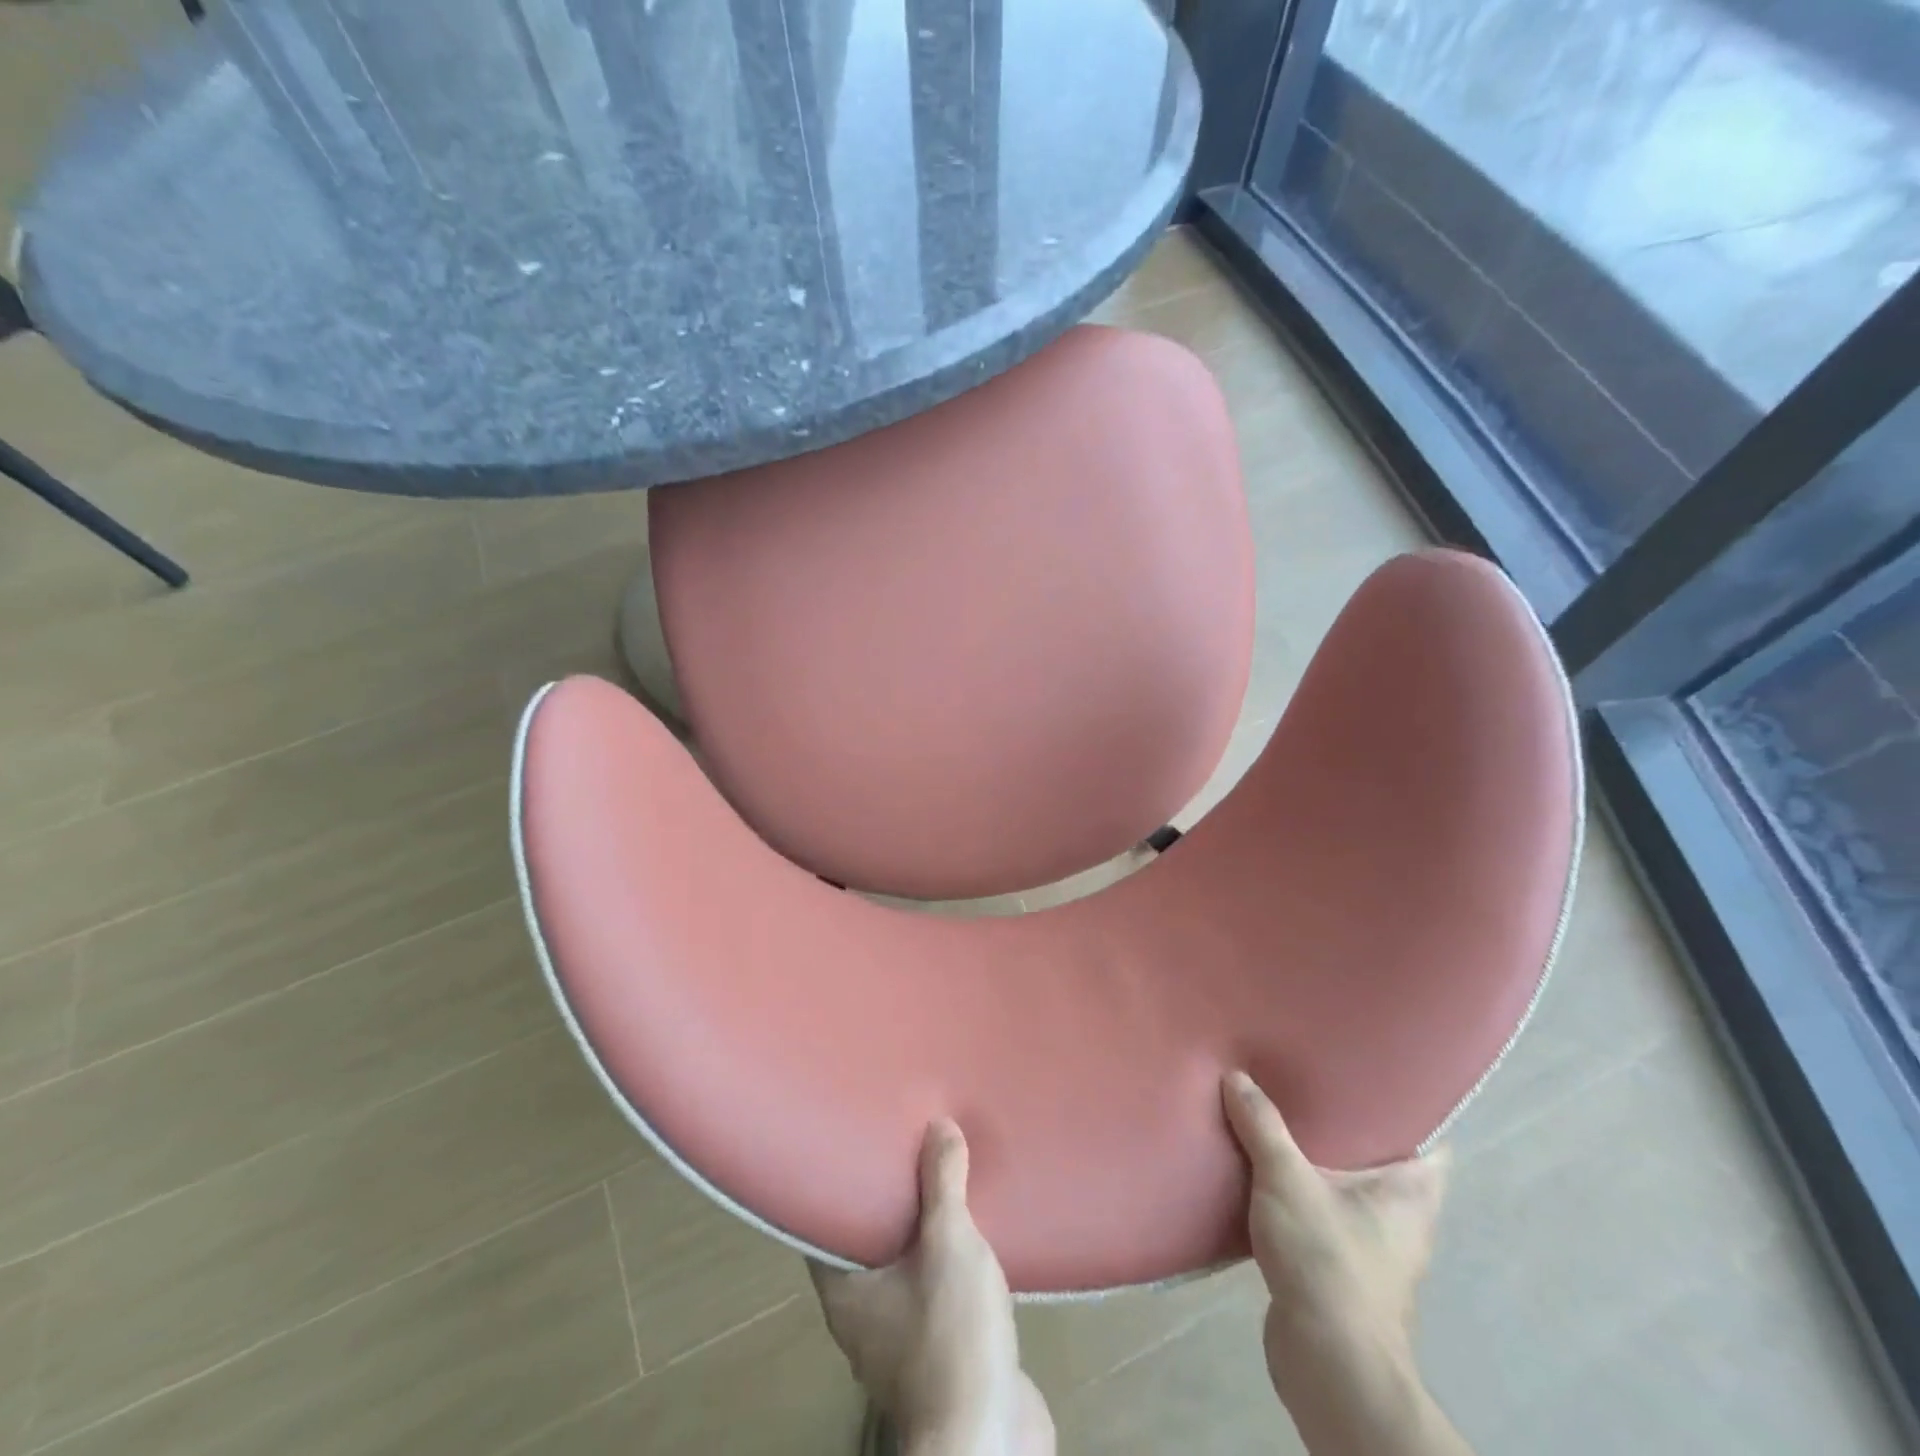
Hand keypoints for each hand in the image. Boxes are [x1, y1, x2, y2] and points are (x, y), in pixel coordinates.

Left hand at [810, 1120, 1053, 1455]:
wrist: (989, 1436)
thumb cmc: (949, 1334)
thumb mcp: (948, 1242)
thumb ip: (942, 1182)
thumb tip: (938, 1124)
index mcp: (845, 1292)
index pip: (824, 1224)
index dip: (838, 1181)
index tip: (854, 1142)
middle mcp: (864, 1317)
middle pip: (868, 1241)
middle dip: (890, 1197)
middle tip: (906, 1145)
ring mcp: (903, 1339)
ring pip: (907, 1267)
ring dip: (925, 1230)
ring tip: (944, 1179)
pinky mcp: (941, 1353)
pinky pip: (938, 1290)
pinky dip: (950, 1261)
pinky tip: (974, 1233)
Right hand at [1223, 1071, 1468, 1455]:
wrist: (1328, 1362)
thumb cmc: (1328, 1259)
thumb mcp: (1287, 1178)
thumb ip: (1262, 1124)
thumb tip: (1235, 1076)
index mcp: (1411, 1193)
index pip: (1428, 1140)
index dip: (1405, 1107)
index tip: (1366, 1075)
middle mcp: (1402, 1219)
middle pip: (1380, 1159)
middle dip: (1345, 1126)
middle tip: (1306, 1084)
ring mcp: (1373, 1248)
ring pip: (1346, 1188)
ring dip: (1316, 1161)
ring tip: (1278, 1118)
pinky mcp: (1340, 1270)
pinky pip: (1321, 1213)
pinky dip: (1298, 1193)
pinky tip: (1264, 1172)